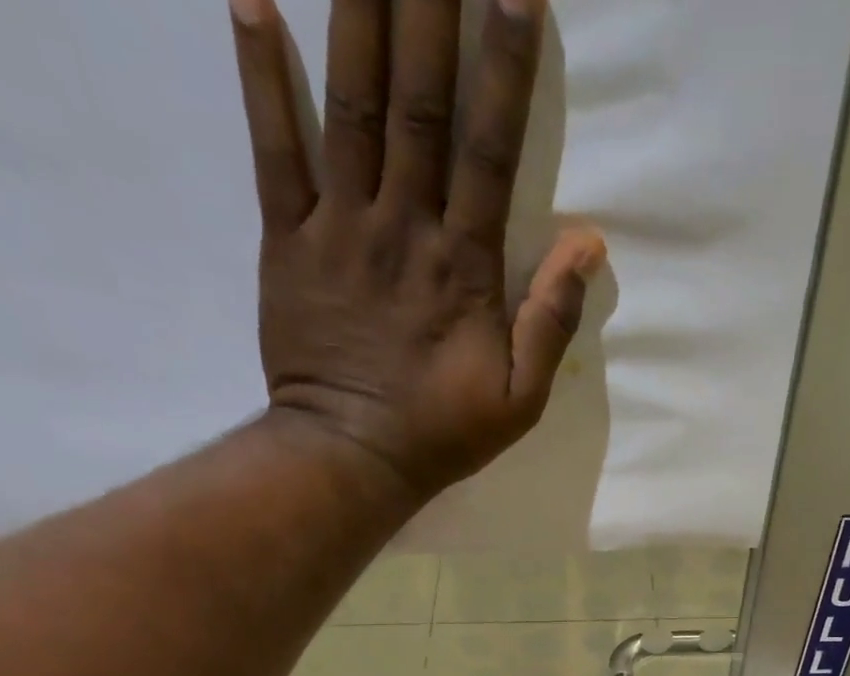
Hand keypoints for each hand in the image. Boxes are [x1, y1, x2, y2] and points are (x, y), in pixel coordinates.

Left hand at [230, 0, 604, 498]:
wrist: (351, 457)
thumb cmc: (442, 432)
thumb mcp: (520, 399)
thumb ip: (551, 321)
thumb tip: (589, 243)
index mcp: (464, 266)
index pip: (491, 149)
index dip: (506, 65)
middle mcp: (404, 227)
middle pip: (419, 99)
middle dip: (430, 3)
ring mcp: (340, 227)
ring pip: (350, 103)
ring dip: (357, 8)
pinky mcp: (288, 240)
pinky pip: (272, 148)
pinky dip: (260, 74)